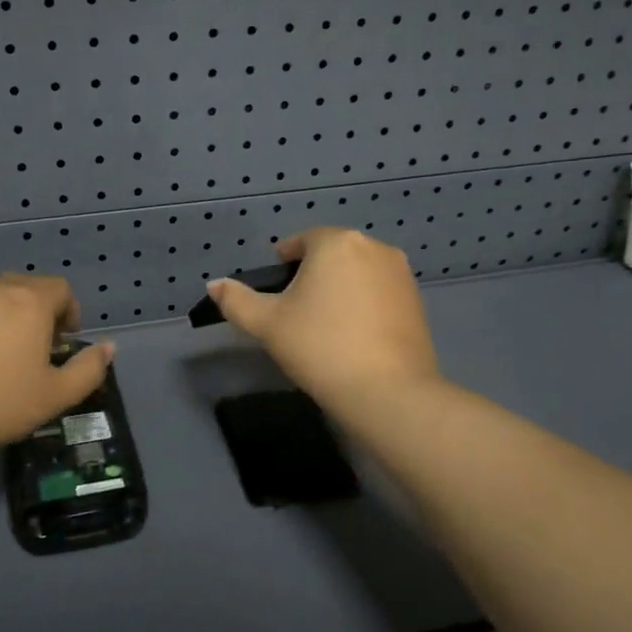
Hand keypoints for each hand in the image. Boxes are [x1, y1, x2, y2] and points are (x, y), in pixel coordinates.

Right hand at [207, 228, 439, 415]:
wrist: (388, 391)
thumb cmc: (320, 347)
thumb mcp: (267, 324)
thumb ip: (236, 300)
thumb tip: (214, 285)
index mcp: (337, 243)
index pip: (302, 241)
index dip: (283, 262)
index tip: (275, 290)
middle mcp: (374, 247)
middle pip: (332, 254)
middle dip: (313, 275)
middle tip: (295, 311)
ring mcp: (402, 274)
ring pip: (358, 273)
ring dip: (340, 289)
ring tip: (324, 325)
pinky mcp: (418, 302)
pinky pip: (379, 293)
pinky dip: (363, 305)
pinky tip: (353, 336)